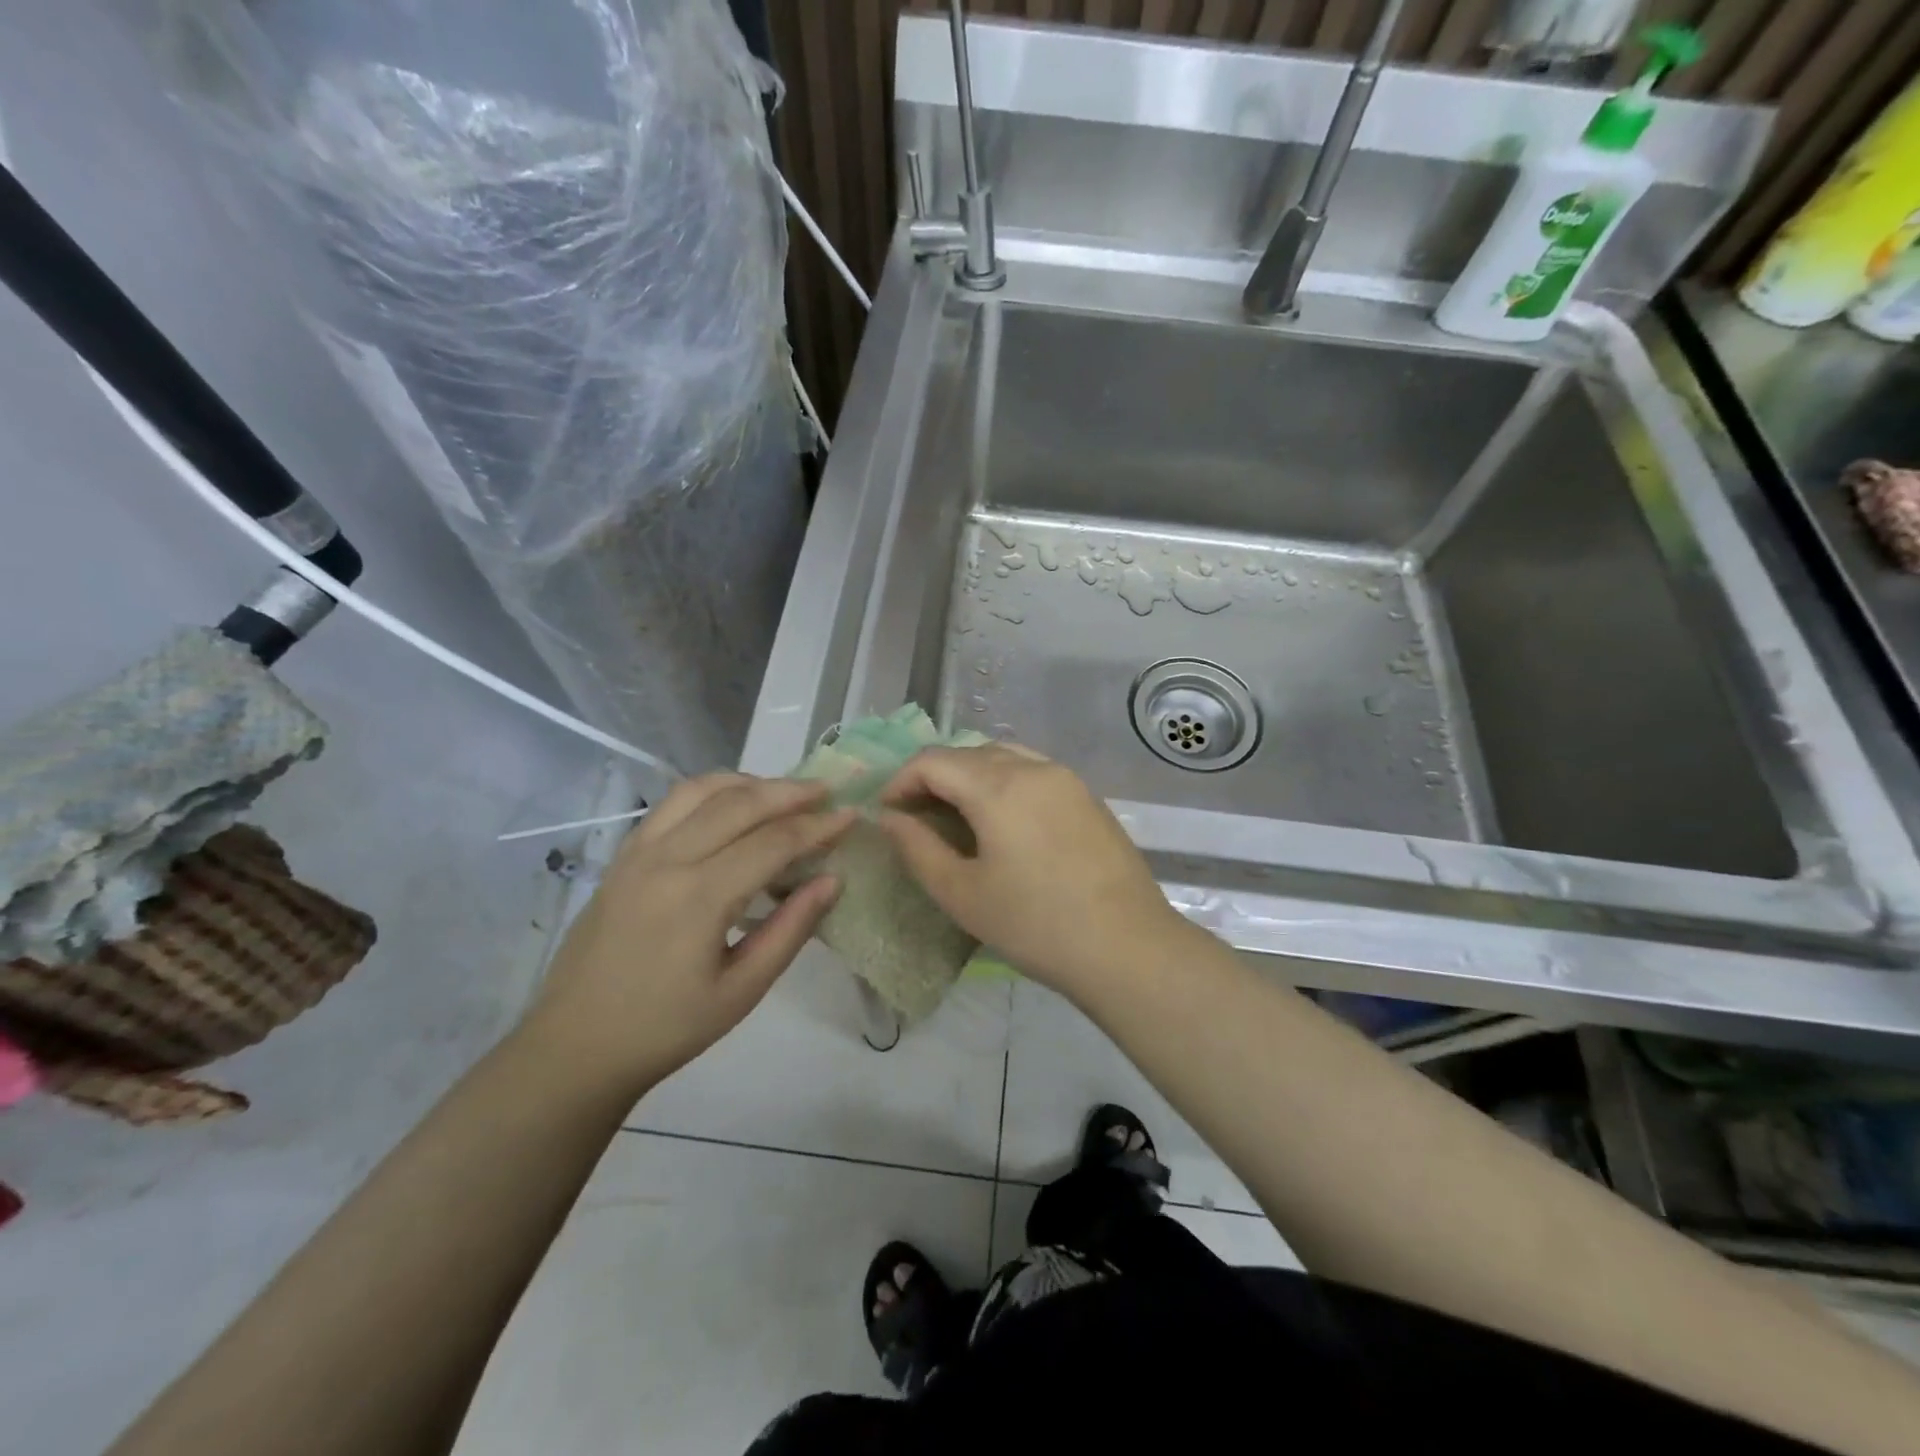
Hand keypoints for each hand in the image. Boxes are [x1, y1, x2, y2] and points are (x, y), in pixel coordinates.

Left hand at [521, 774, 854, 1093]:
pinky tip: (732, 803)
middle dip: (789, 792)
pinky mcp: (623, 856)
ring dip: (749, 783)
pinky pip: (672, 804)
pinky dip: (711, 791)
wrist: (575, 1046)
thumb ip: (790, 929)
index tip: (852, 815)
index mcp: (698, 897)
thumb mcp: (741, 991)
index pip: (772, 842)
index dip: (817, 826)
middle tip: (827, 792)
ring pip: (701, 790)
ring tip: (784, 791)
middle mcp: (667, 859)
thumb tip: (832, 880)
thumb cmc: (666, 1027)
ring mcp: (638, 852)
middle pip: (739, 803)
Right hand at [877, 744, 1196, 996]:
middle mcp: (1033, 767)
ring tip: (957, 817)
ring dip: (970, 776)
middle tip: (917, 818)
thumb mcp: (962, 894)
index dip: (901, 781)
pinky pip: (1033, 772)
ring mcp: (1066, 779)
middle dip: (934, 778)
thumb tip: (889, 818)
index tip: (887, 813)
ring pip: (1004, 757)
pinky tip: (1004, 822)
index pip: (933, 761)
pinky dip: (1005, 783)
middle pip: (968, 753)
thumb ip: (918, 848)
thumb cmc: (1035, 924)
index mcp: (998, 785)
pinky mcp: (1088, 797)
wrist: (1127, 947)